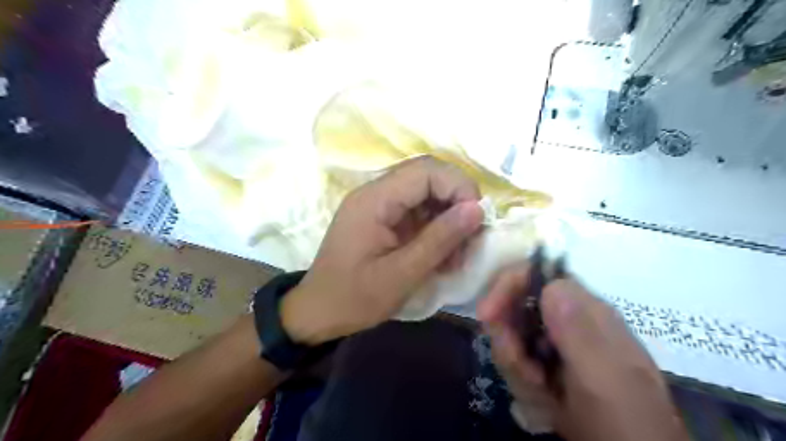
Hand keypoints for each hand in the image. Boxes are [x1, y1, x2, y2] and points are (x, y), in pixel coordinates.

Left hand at [279, 156, 482, 345]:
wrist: (317, 312)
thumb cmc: (353, 298)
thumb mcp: (401, 274)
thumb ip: (439, 239)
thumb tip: (477, 209)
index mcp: (374, 200)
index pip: (426, 170)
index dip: (459, 186)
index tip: (477, 219)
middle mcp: (375, 193)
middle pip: (428, 177)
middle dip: (457, 202)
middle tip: (472, 236)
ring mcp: (378, 205)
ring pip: (426, 194)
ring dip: (448, 218)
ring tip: (459, 254)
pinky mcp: (383, 219)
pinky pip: (417, 212)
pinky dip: (436, 229)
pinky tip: (444, 255)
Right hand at [479, 265, 689, 440]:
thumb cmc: (622, 417)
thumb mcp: (603, 377)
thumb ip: (579, 332)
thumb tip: (553, 284)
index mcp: (585, 311)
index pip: (537, 274)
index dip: (507, 286)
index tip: (487, 315)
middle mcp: (569, 319)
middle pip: (516, 307)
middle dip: (509, 338)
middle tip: (522, 369)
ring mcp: (558, 341)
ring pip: (512, 336)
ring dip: (515, 365)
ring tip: (540, 391)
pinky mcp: (550, 362)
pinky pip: (517, 358)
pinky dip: (521, 380)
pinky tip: (543, 400)